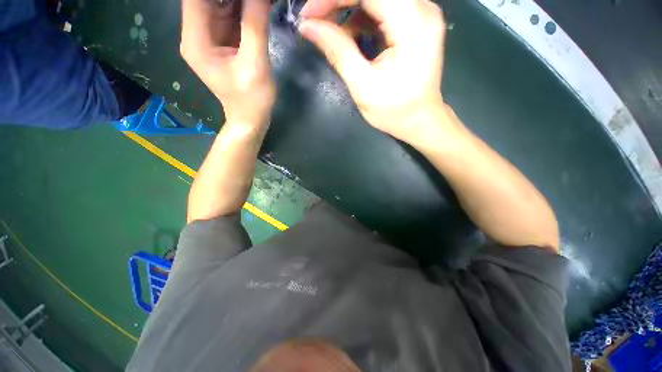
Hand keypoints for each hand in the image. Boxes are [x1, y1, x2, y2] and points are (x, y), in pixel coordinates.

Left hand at [181, 0, 275, 124]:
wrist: (250, 119)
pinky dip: (245, 7)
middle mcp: (198, 33)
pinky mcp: (224, 41)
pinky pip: (232, 14)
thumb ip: (255, 26)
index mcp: (196, 40)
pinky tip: (258, 5)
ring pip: (221, 2)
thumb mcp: (255, 65)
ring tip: (259, 2)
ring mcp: (211, 36)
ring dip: (240, 0)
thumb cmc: (252, 100)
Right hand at [299, 0, 446, 142]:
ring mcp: (420, 13)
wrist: (419, 120)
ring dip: (347, 8)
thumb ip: (338, 51)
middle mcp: (422, 9)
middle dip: (338, 1)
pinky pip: (383, 8)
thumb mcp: (363, 86)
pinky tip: (350, 36)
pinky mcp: (415, 22)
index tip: (308, 14)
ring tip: (330, 32)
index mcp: (412, 25)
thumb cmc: (394, 111)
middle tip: (315, 20)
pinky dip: (361, 17)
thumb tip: (308, 27)